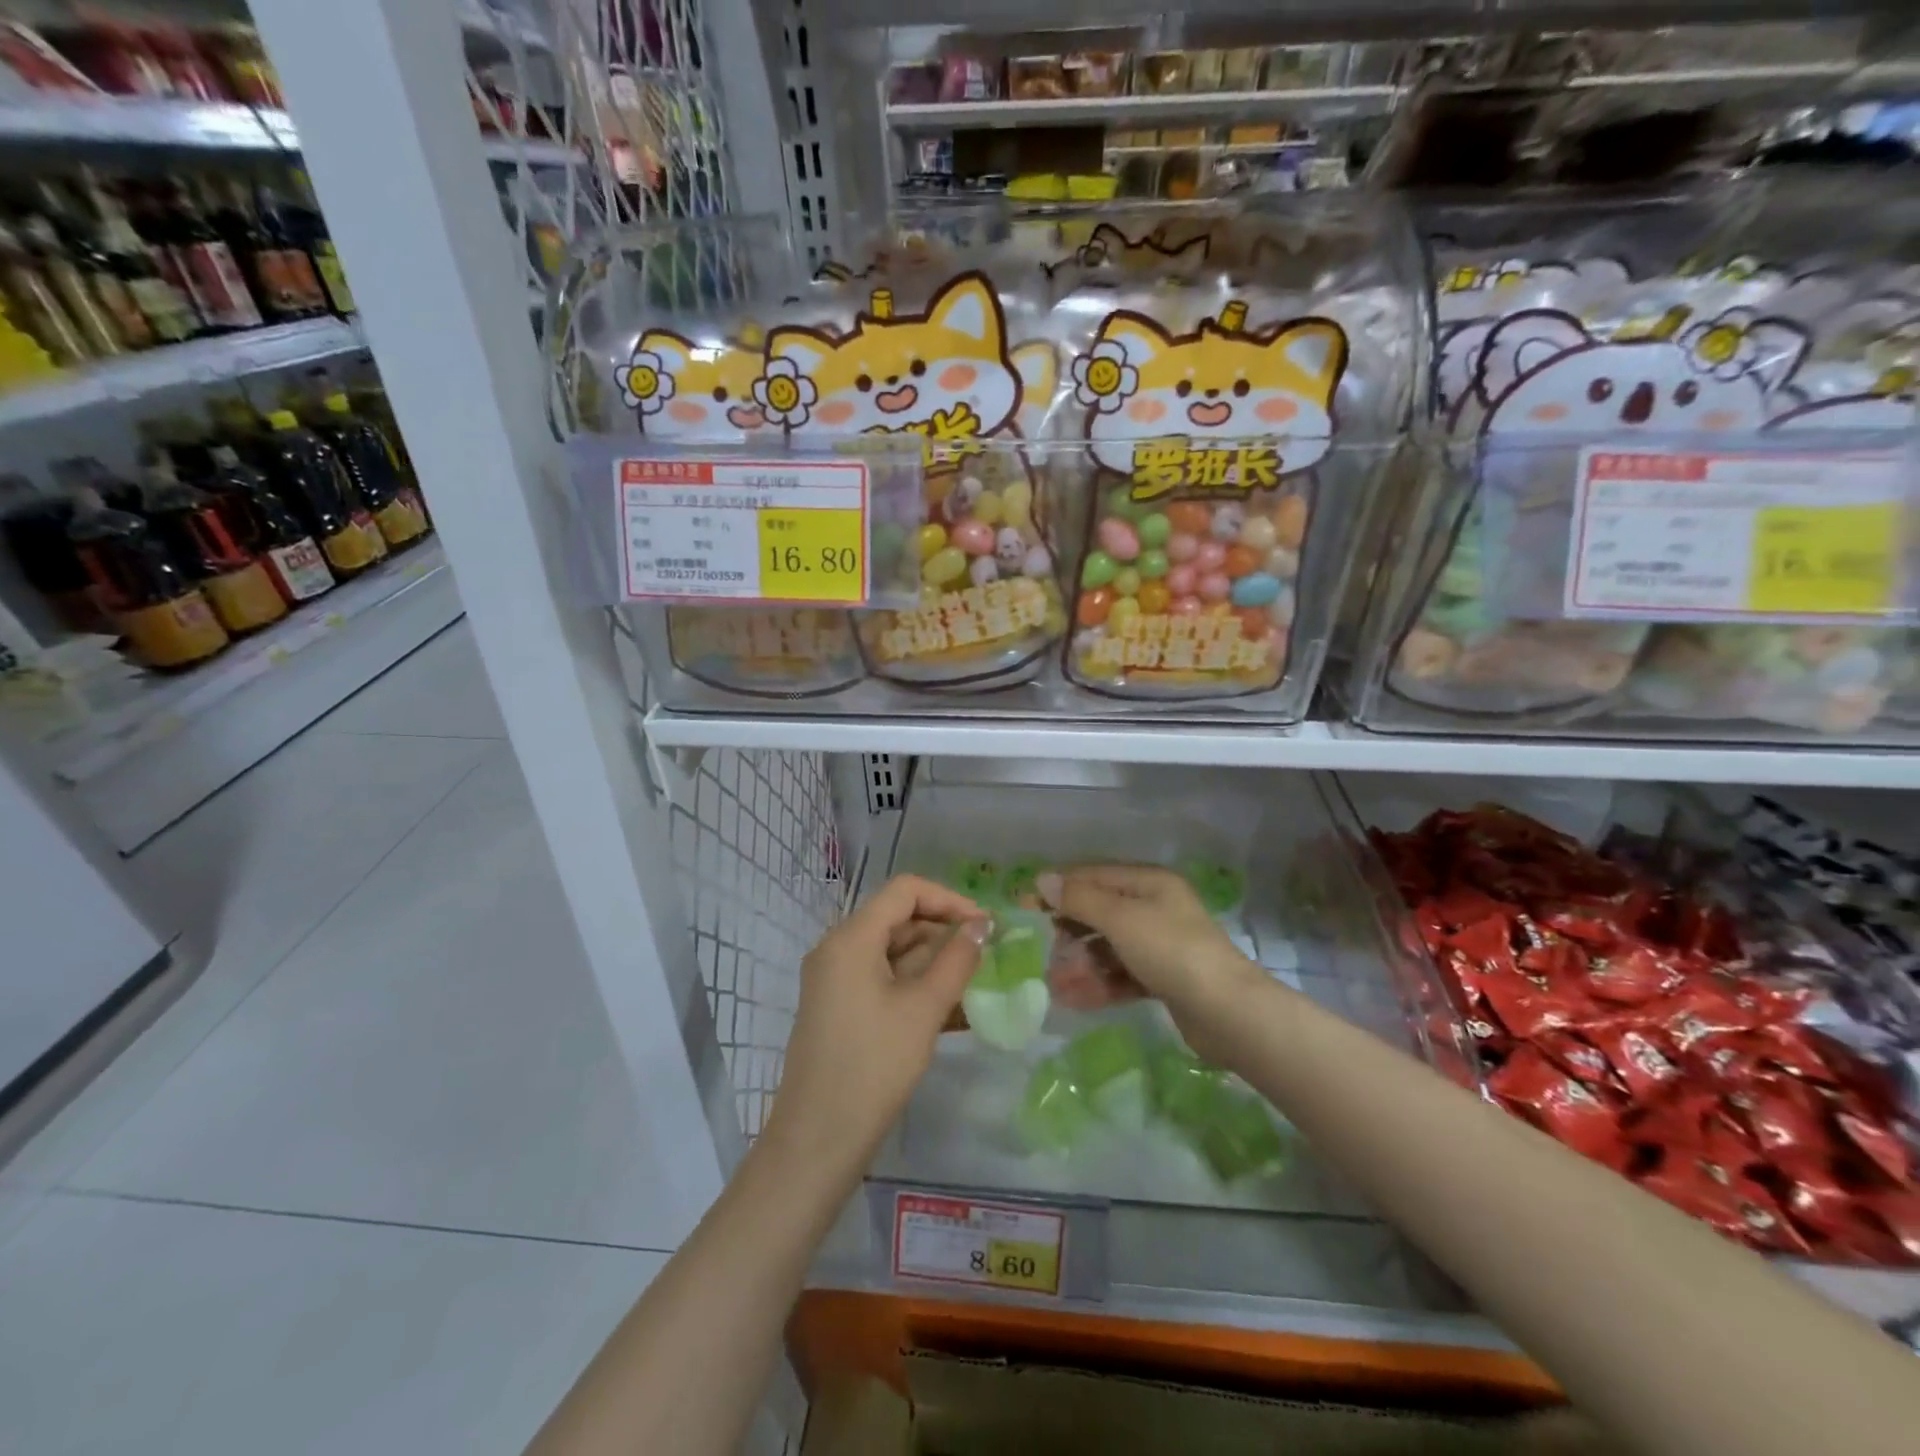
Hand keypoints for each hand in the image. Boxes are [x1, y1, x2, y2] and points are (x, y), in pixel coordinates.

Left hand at [766, 875, 987, 1172]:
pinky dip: (915, 985)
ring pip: (892, 951)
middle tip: (986, 955)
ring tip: (975, 981)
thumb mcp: (924, 1009)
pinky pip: (882, 980)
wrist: (818, 1141)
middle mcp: (837, 949)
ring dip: (933, 961)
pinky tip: (952, 1008)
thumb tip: (981, 924)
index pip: (905, 891)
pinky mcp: (839, 1007)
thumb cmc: (874, 1066)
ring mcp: (835, 980)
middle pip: (897, 919)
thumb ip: (956, 960)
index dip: (948, 899)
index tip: (984, 925)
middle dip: (943, 931)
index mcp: (851, 938)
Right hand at [1036, 865, 1264, 1057]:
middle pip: (1100, 912)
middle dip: (1068, 932)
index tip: (1024, 904)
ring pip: (1108, 948)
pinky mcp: (1163, 979)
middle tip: (1040, 951)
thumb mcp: (1121, 919)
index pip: (1094, 876)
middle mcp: (1155, 908)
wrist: (1228, 1012)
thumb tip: (1043, 879)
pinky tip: (1073, 1000)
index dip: (1058, 888)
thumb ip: (1080, 899)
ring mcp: (1160, 945)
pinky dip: (1098, 984)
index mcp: (1149, 883)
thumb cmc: (1171, 951)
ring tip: (1053, 985)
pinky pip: (1121, 975)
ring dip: (1080, 964)